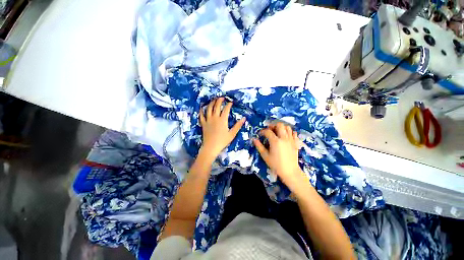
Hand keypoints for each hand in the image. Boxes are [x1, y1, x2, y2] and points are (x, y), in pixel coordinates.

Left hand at [199, 98, 244, 160]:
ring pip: (209, 109)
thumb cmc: (222, 141)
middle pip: (217, 106)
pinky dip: (201, 111)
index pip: (226, 109)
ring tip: (213, 100)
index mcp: (222, 120)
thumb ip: (238, 125)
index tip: (231, 102)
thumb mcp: (232, 134)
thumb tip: (244, 118)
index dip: (228, 105)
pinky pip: (201, 116)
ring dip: (211, 103)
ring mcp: (208, 120)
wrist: (211, 147)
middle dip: (219, 101)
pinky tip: (201, 107)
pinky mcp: (203, 124)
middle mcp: (215, 118)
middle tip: (222, 98)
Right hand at [253, 122, 305, 191]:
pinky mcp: (296, 143)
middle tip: (270, 130)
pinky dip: (289, 132)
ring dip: (282, 128)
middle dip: (273, 126)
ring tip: (277, 132)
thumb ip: (259, 146)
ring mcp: (291, 140)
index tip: (260, 134)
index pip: (268, 131)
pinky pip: (294, 133)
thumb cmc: (276, 164)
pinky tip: (286, 136)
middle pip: (279, 125)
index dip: (263, 131)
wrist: (290, 171)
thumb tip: (254, 139)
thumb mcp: (265, 156)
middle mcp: (284, 138)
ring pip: (287, 127)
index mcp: (275, 141)